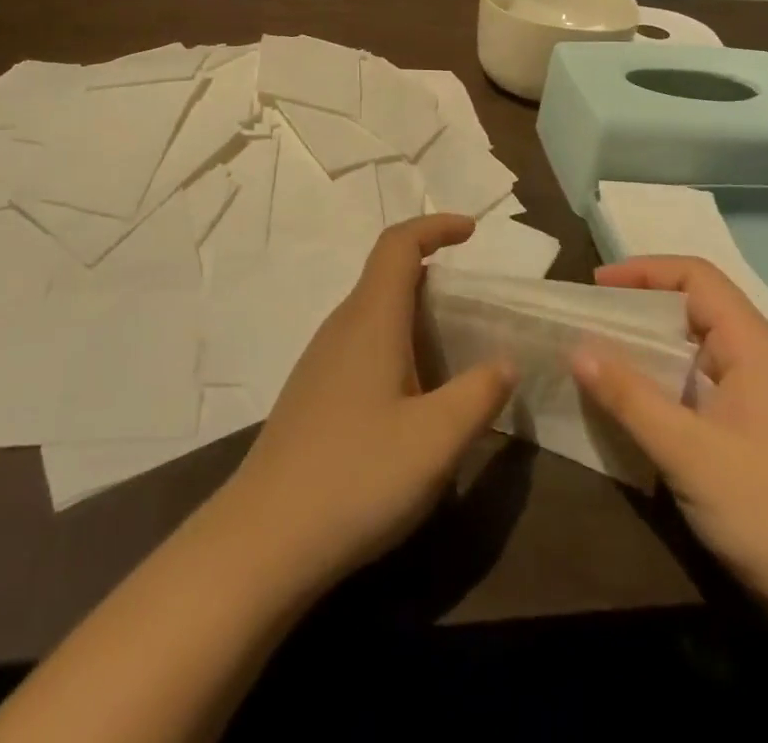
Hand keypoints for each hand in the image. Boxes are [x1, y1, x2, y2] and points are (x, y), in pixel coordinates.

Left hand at [222, 215, 516, 590]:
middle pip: (386, 275)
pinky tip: (412, 399)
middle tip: (476, 307)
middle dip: (434, 275)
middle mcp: (342, 327)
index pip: (399, 245)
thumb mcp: (436, 440)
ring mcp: (321, 361)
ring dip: (415, 316)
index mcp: (371, 319)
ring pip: (374, 313)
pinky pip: (362, 345)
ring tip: (453, 353)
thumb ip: (479, 394)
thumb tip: (505, 362)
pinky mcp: (313, 394)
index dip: (435, 226)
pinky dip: (396, 347)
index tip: (472, 231)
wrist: (262, 541)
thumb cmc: (356, 477)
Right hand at [572, 257, 767, 628]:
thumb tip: (576, 349)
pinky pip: (704, 382)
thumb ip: (630, 398)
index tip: (597, 286)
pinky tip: (639, 404)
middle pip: (696, 306)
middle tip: (591, 322)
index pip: (697, 277)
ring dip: (651, 347)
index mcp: (755, 346)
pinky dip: (667, 380)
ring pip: (698, 347)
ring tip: (603, 358)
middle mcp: (762, 359)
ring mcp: (764, 396)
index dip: (645, 270)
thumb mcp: (688, 453)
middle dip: (641, 307)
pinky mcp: (760, 428)